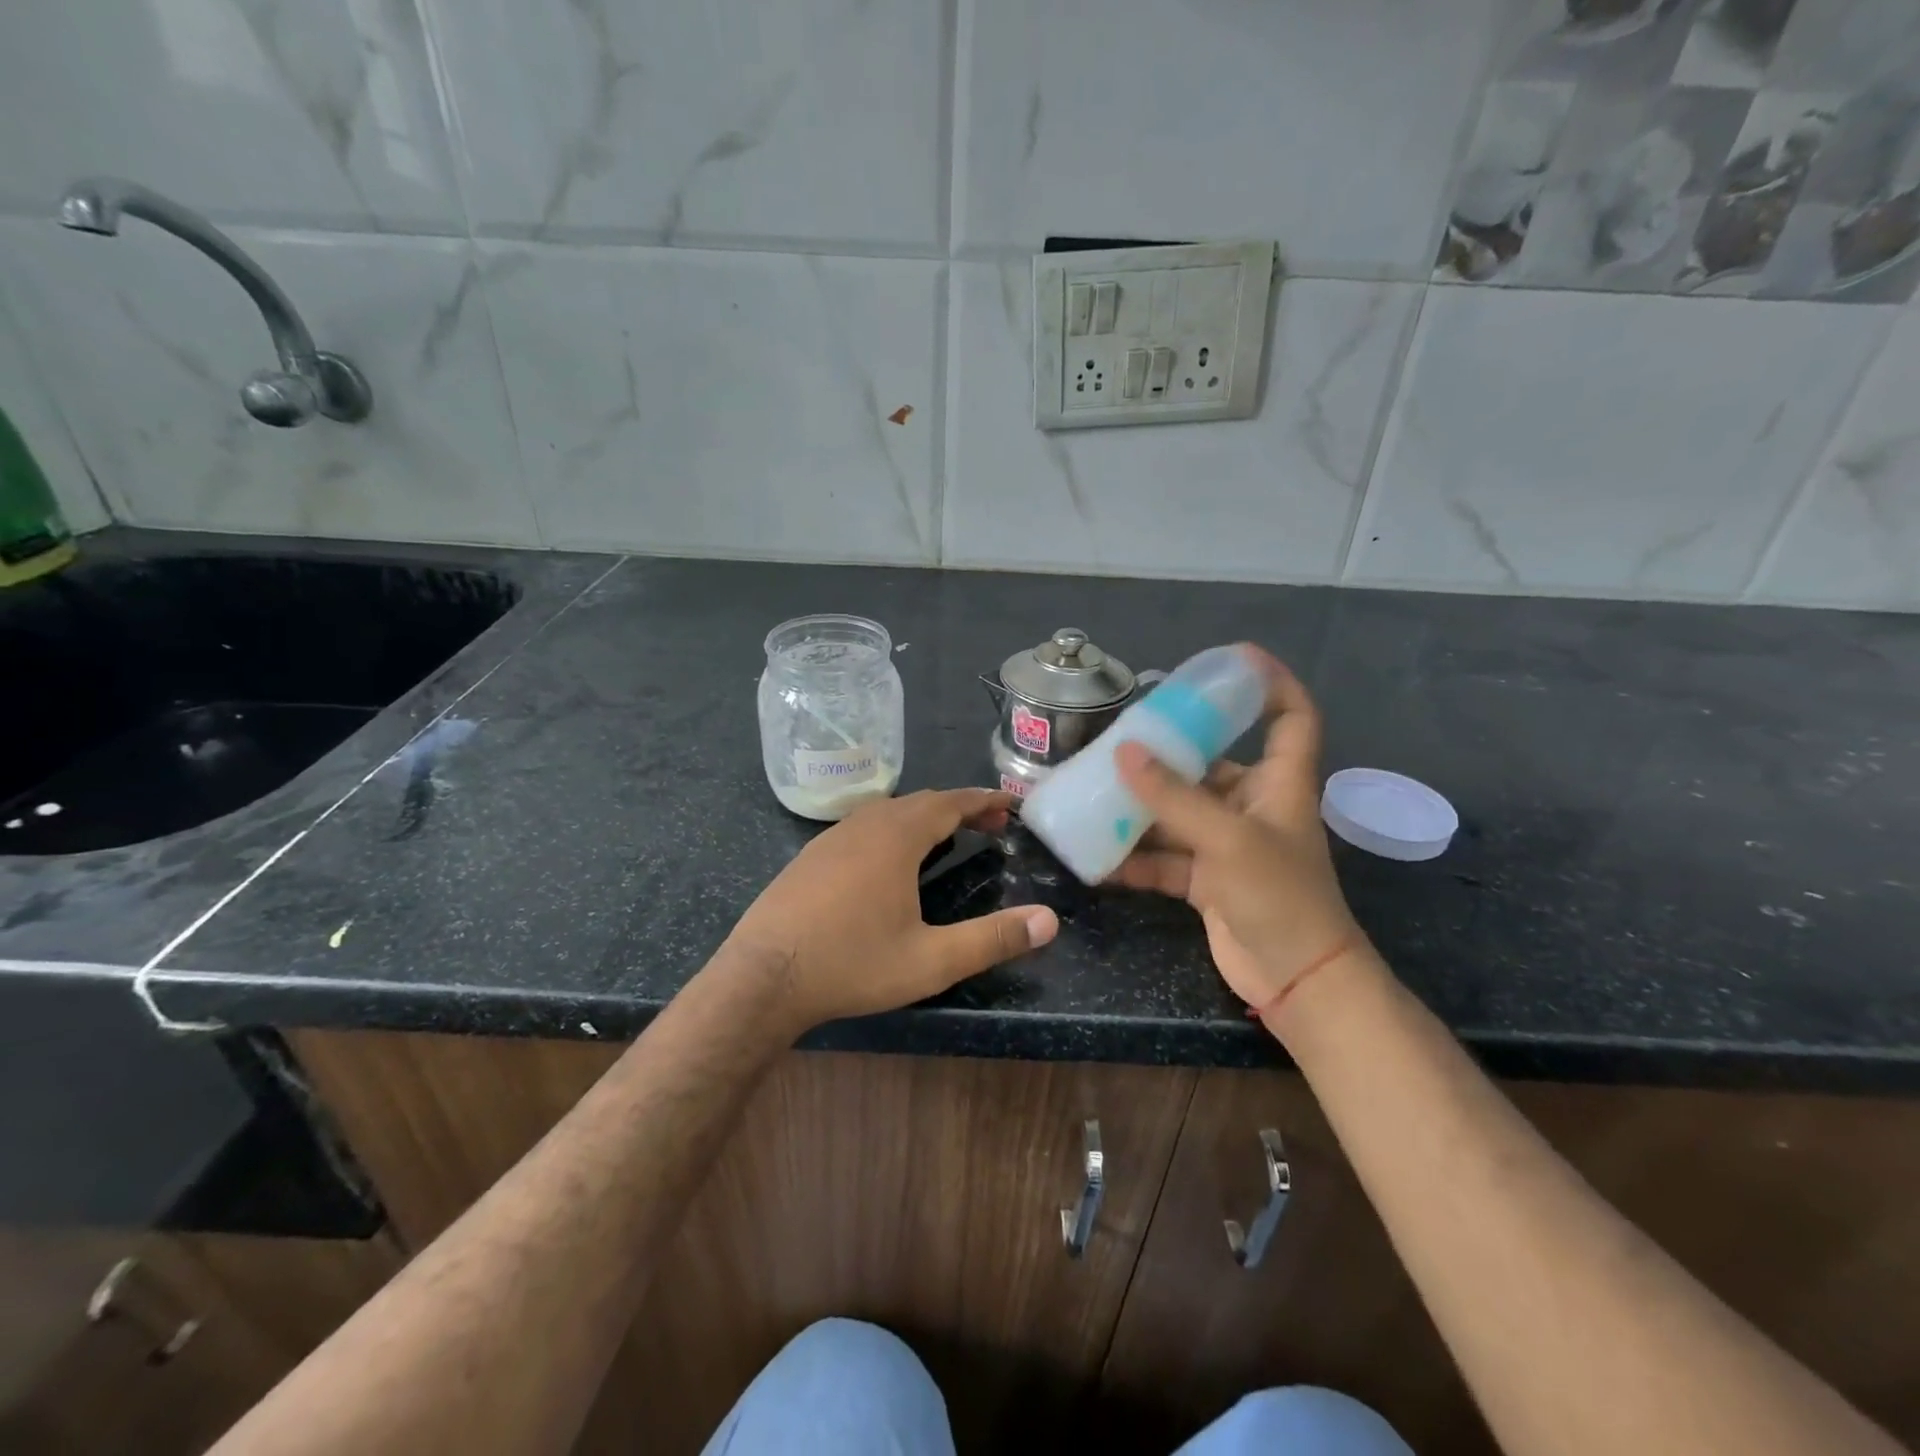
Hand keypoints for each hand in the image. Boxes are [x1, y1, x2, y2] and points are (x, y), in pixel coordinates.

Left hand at [723, 788, 1057, 1031]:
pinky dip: (894, 828)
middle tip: (991, 824)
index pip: (951, 802)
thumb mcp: (931, 959)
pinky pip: (864, 826)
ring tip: (949, 836)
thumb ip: (992, 939)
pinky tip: (891, 859)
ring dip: (925, 816)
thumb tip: (1049, 920)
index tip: (1011, 802)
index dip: (984, 799)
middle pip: (922, 801)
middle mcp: (865, 824)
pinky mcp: (811, 855)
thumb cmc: (852, 963)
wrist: (762, 976)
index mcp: (897, 837)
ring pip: (889, 811)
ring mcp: (832, 837)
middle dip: (961, 807)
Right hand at [1110, 648, 1363, 1011]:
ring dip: (1139, 808)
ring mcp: (1226, 844)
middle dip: (1167, 752)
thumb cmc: (1281, 897)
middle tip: (1119, 737)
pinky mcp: (1205, 879)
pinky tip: (1095, 857)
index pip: (1291, 717)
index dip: (1271, 683)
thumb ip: (1175, 798)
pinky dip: (1133, 857)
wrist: (1296, 981)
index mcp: (1279, 783)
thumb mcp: (1229, 841)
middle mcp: (1252, 806)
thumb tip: (1124, 752)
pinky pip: (1163, 857)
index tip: (1233, 660)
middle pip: (1210, 763)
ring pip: (1177, 812)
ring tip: (1092, 792)